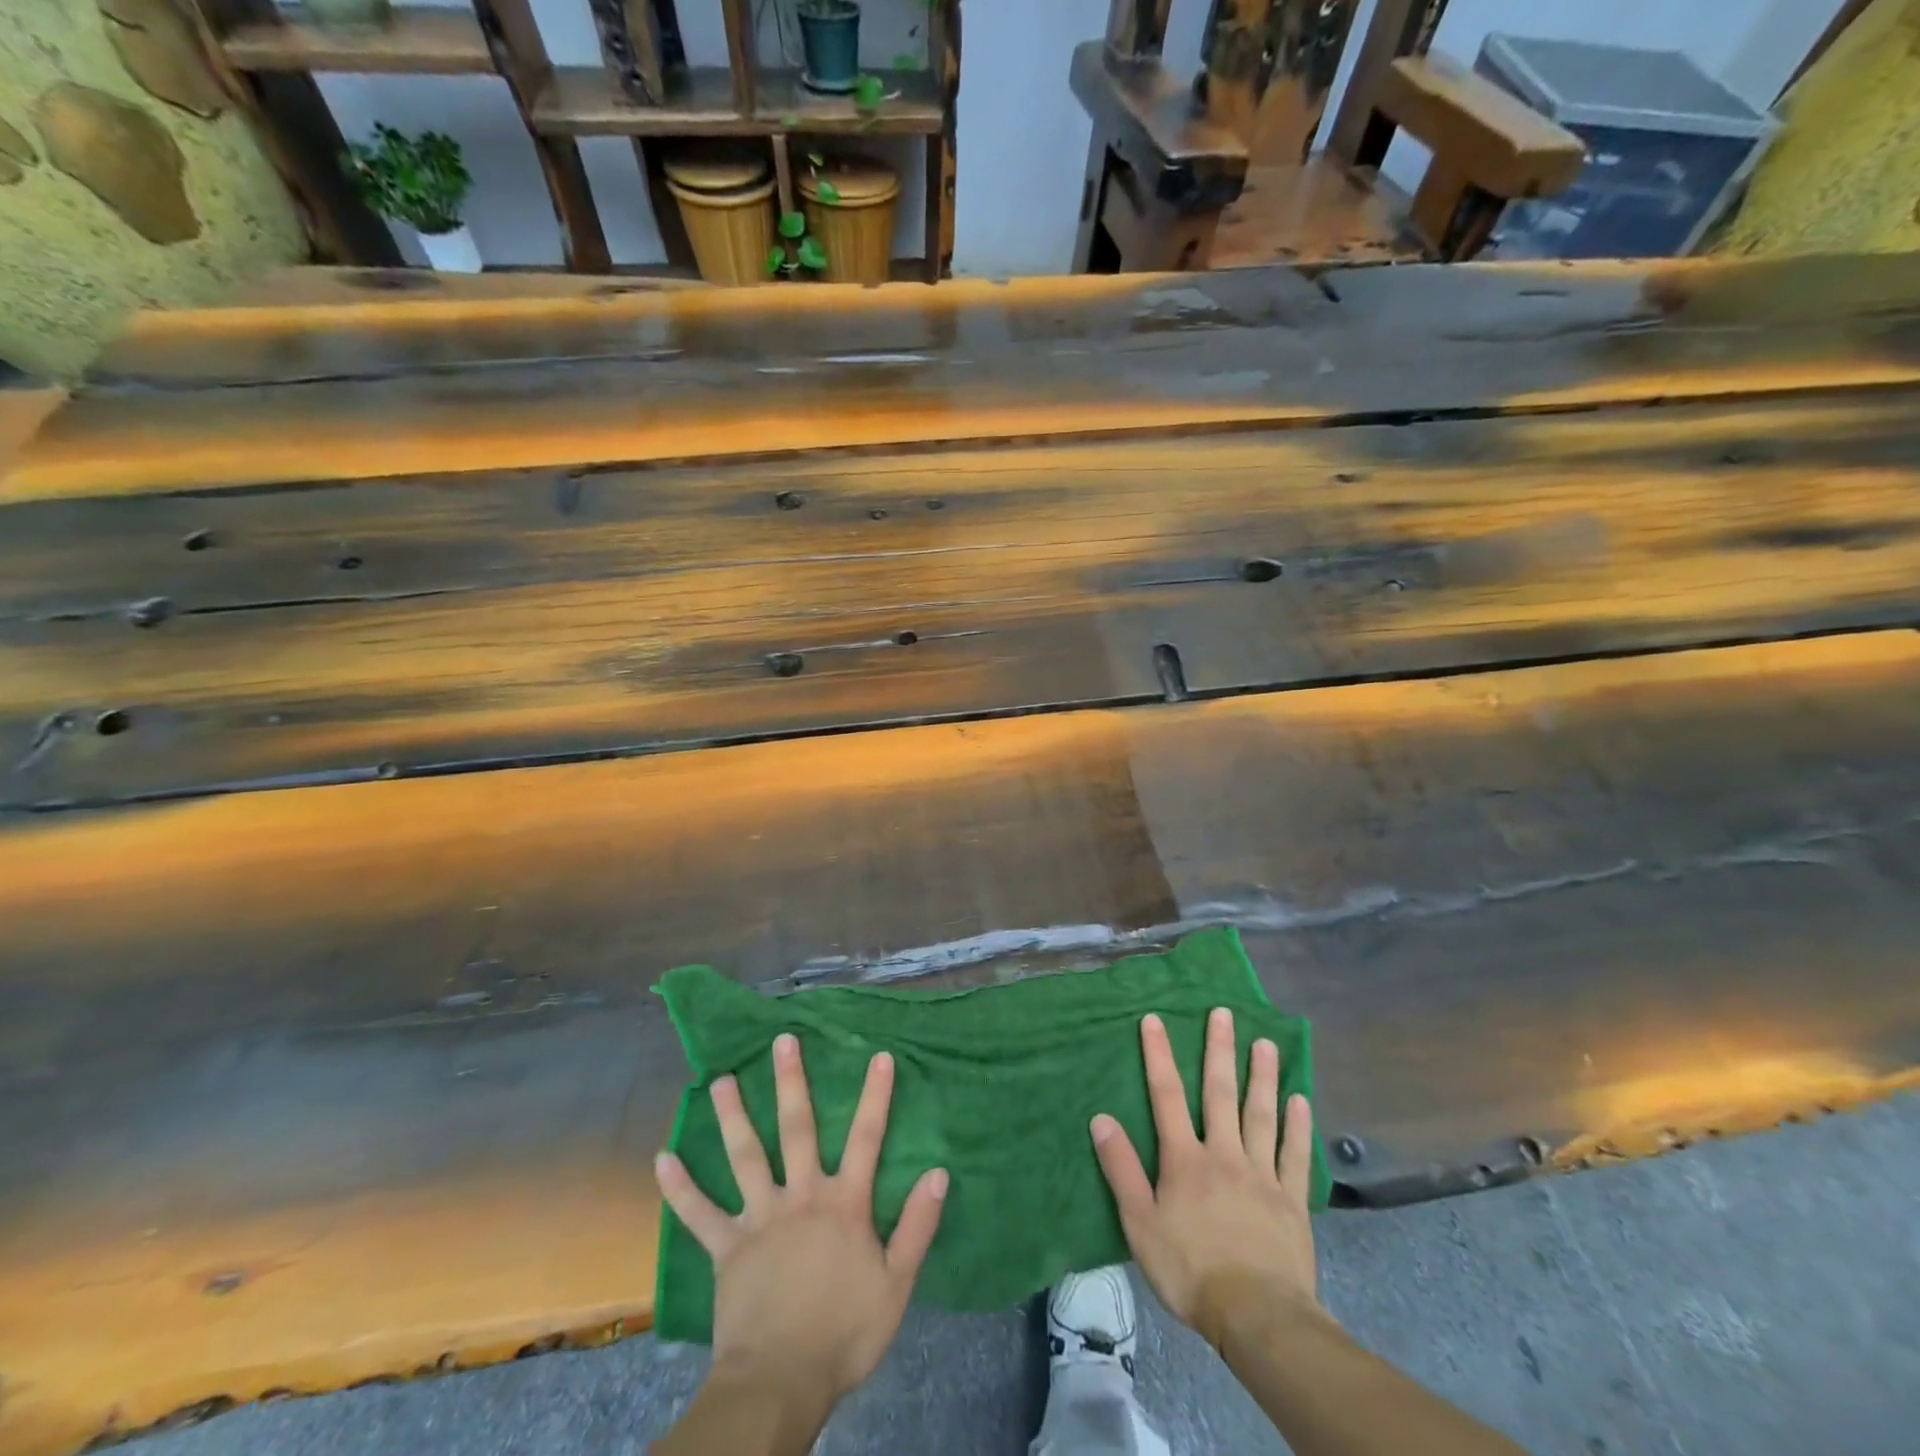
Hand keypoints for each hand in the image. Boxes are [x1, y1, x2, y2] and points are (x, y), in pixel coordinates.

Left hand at [656, 1033, 948, 1401]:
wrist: (781, 1384)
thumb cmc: (844, 1333)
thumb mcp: (896, 1284)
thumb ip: (917, 1226)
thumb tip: (939, 1172)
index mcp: (843, 1204)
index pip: (866, 1138)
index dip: (875, 1096)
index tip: (880, 1055)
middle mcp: (800, 1196)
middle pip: (797, 1129)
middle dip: (791, 1082)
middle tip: (781, 1041)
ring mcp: (759, 1219)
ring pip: (745, 1157)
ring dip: (733, 1117)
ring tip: (722, 1080)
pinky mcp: (726, 1248)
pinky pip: (699, 1215)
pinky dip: (680, 1188)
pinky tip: (661, 1160)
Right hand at [1091, 1008, 1319, 1349]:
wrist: (1256, 1316)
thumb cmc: (1190, 1269)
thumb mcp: (1140, 1223)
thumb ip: (1122, 1169)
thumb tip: (1101, 1118)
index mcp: (1185, 1159)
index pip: (1166, 1096)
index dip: (1159, 1056)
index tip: (1155, 1019)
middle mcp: (1224, 1154)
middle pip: (1219, 1093)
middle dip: (1219, 1050)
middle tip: (1224, 1012)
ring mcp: (1262, 1174)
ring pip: (1261, 1115)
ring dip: (1262, 1077)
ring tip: (1265, 1043)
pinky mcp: (1291, 1200)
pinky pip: (1295, 1155)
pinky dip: (1299, 1127)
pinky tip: (1301, 1100)